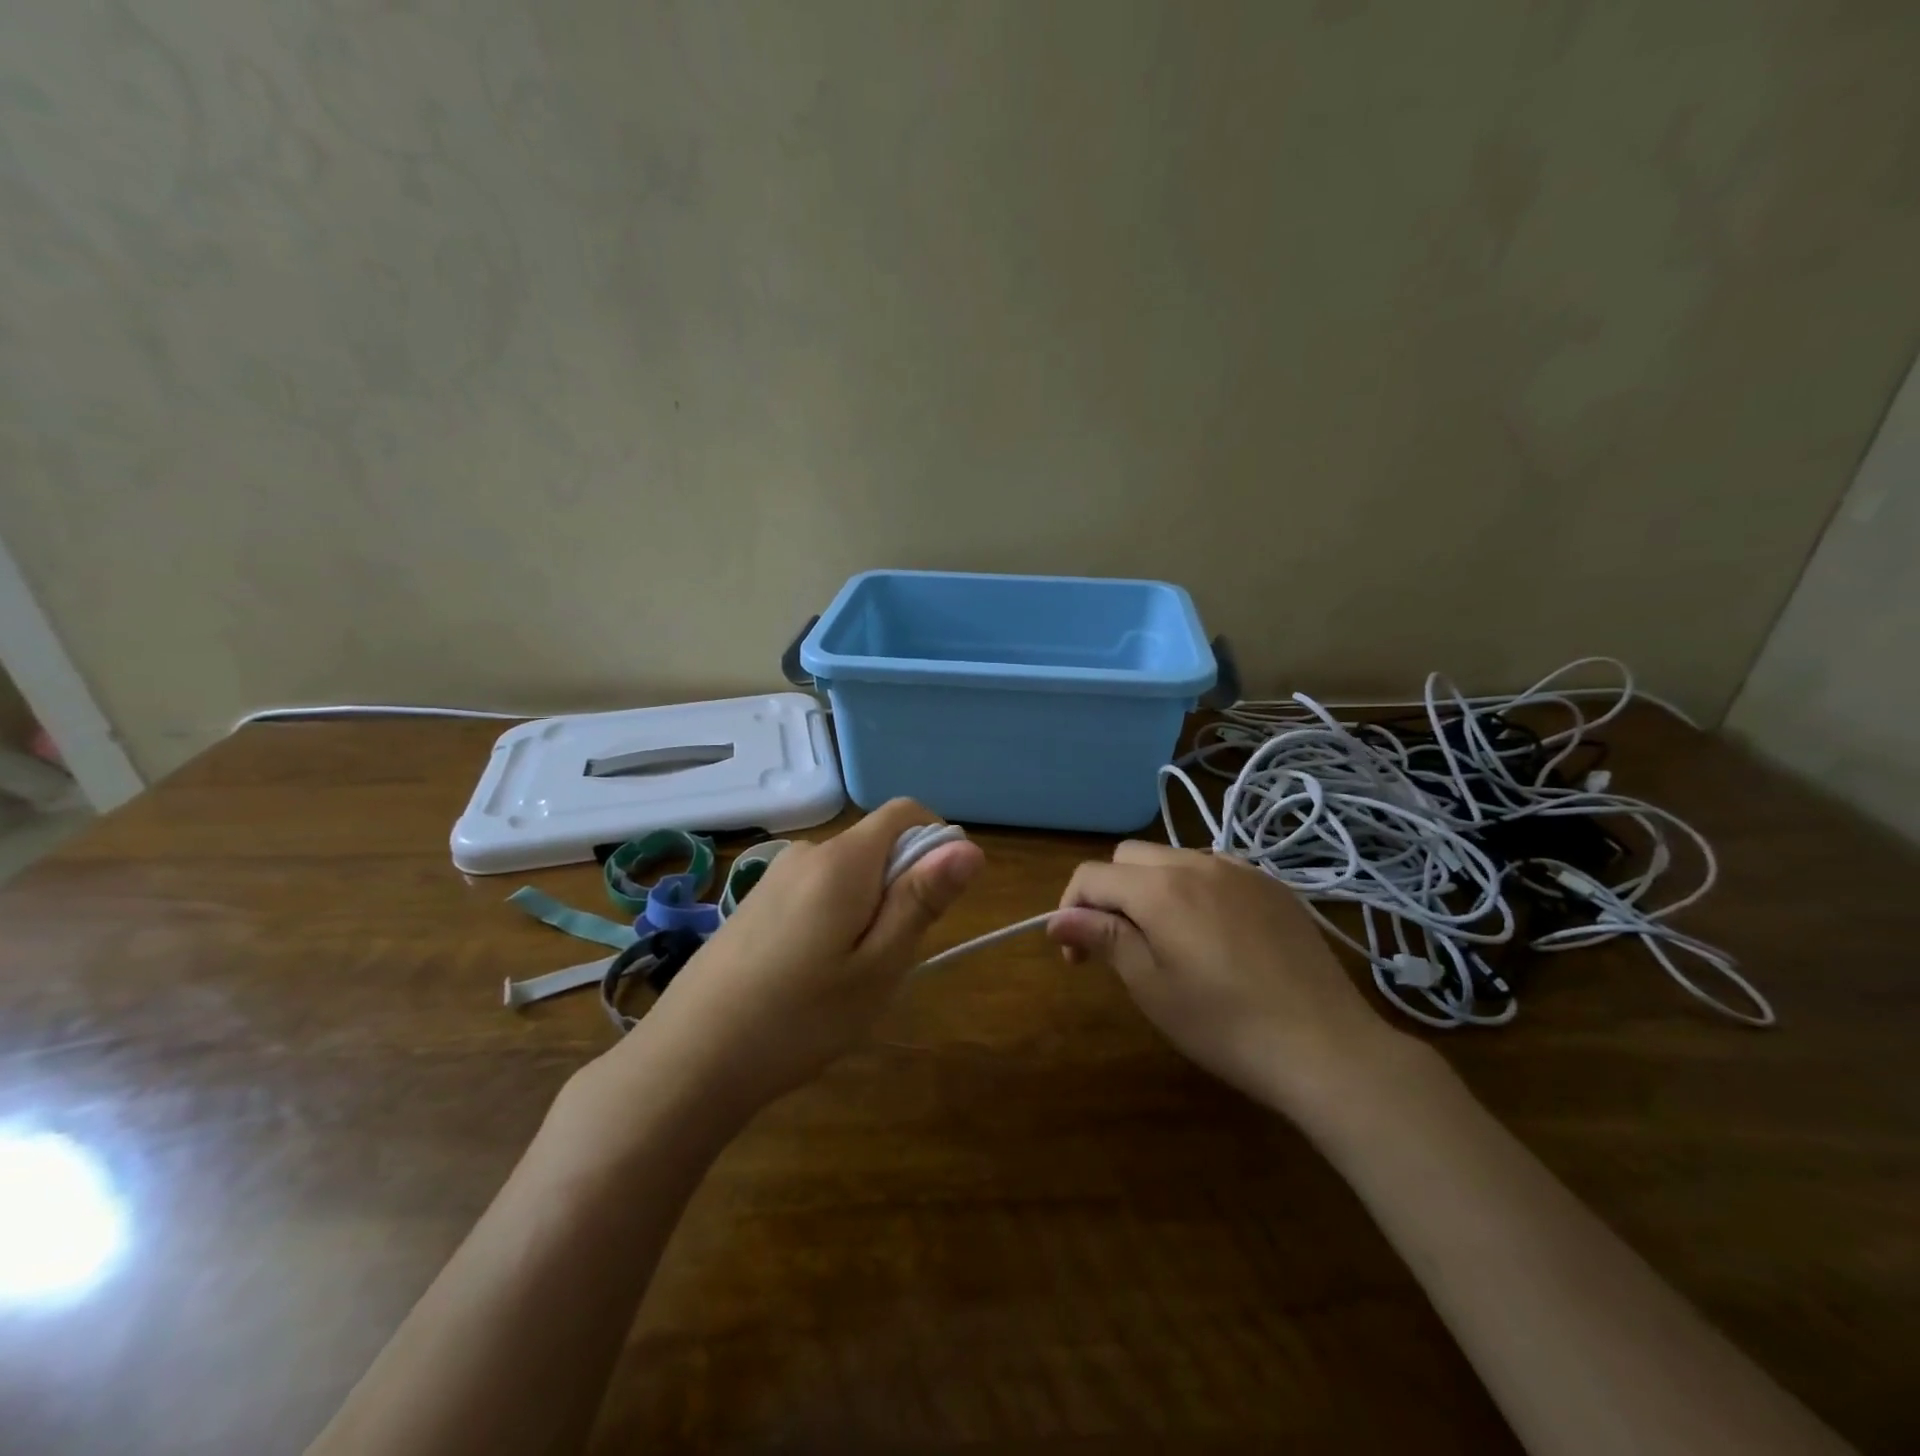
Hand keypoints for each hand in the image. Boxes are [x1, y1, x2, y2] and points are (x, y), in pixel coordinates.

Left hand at [600, 800, 983, 1120]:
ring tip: (849, 977)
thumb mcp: (878, 966)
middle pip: (876, 844)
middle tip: (889, 959)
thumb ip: (921, 899)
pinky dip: (834, 919)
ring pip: (847, 874)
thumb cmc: (800, 1017)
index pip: (905, 812)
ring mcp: (774, 877)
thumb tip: (968, 847)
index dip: (937, 842)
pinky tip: (811, 977)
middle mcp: (807, 853)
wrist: (689, 1060)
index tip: (938, 900)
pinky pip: (815, 892)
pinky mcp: (754, 904)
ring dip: (867, 908)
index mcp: (843, 860)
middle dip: (901, 887)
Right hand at [1049, 842, 1400, 1116]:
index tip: (1076, 956)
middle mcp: (1198, 862)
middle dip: (1110, 893)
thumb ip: (1104, 938)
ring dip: (1151, 887)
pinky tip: (1213, 934)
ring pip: (1173, 858)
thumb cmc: (1225, 1025)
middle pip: (1129, 857)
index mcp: (1160, 887)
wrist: (1327, 1047)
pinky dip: (1194, 888)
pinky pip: (1215, 869)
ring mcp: (1241, 870)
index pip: (1092, 875)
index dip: (1071, 909)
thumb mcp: (1152, 986)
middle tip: (1118, 945)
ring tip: (1167, 940)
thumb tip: (1058, 918)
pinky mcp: (1272, 886)